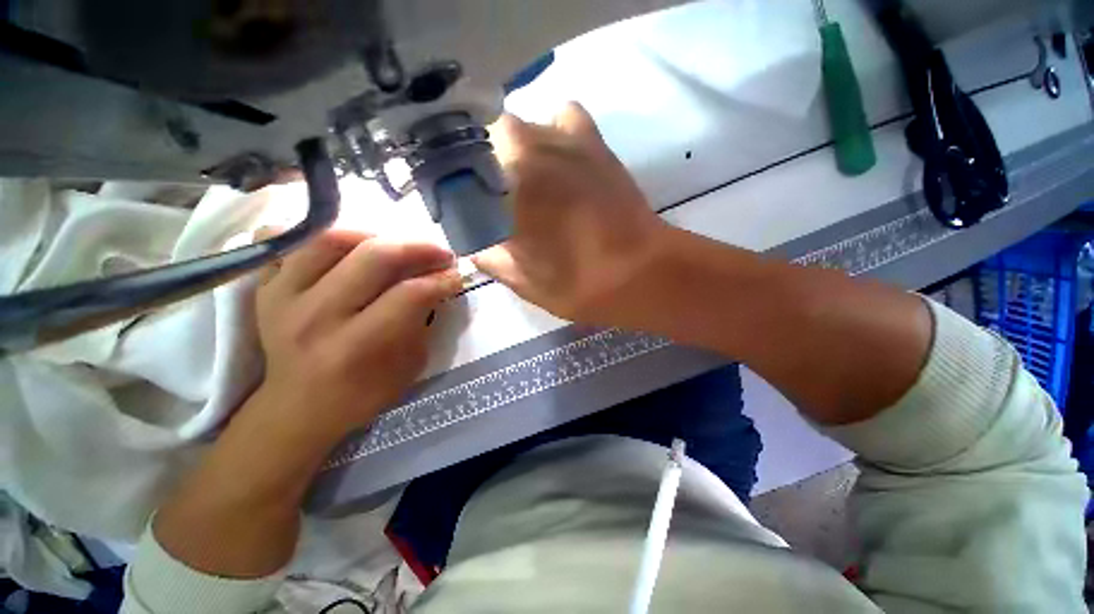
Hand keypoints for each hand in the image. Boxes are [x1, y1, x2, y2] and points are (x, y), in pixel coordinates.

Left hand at [251, 229, 461, 441]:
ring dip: (375, 236)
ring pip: (331, 239)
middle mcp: (317, 317)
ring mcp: (283, 298)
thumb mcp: (409, 366)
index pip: (409, 295)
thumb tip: (437, 282)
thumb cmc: (362, 393)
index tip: (456, 276)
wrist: (298, 409)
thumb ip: (423, 321)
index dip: (441, 280)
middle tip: (439, 253)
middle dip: (418, 249)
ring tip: (395, 247)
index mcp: (357, 346)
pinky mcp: (266, 288)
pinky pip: (288, 241)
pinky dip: (321, 236)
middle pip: (374, 257)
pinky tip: (347, 248)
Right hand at [472, 103, 671, 327]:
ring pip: (518, 127)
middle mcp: (527, 152)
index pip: (456, 175)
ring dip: (512, 150)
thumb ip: (490, 257)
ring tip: (523, 181)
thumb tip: (474, 244)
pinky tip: (558, 157)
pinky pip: (564, 115)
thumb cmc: (579, 284)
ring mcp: (563, 140)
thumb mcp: (524, 281)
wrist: (642, 273)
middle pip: (482, 143)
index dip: (453, 191)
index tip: (461, 211)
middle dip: (479, 169)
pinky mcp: (594, 142)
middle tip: (492, 201)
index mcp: (505, 190)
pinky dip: (554, 130)